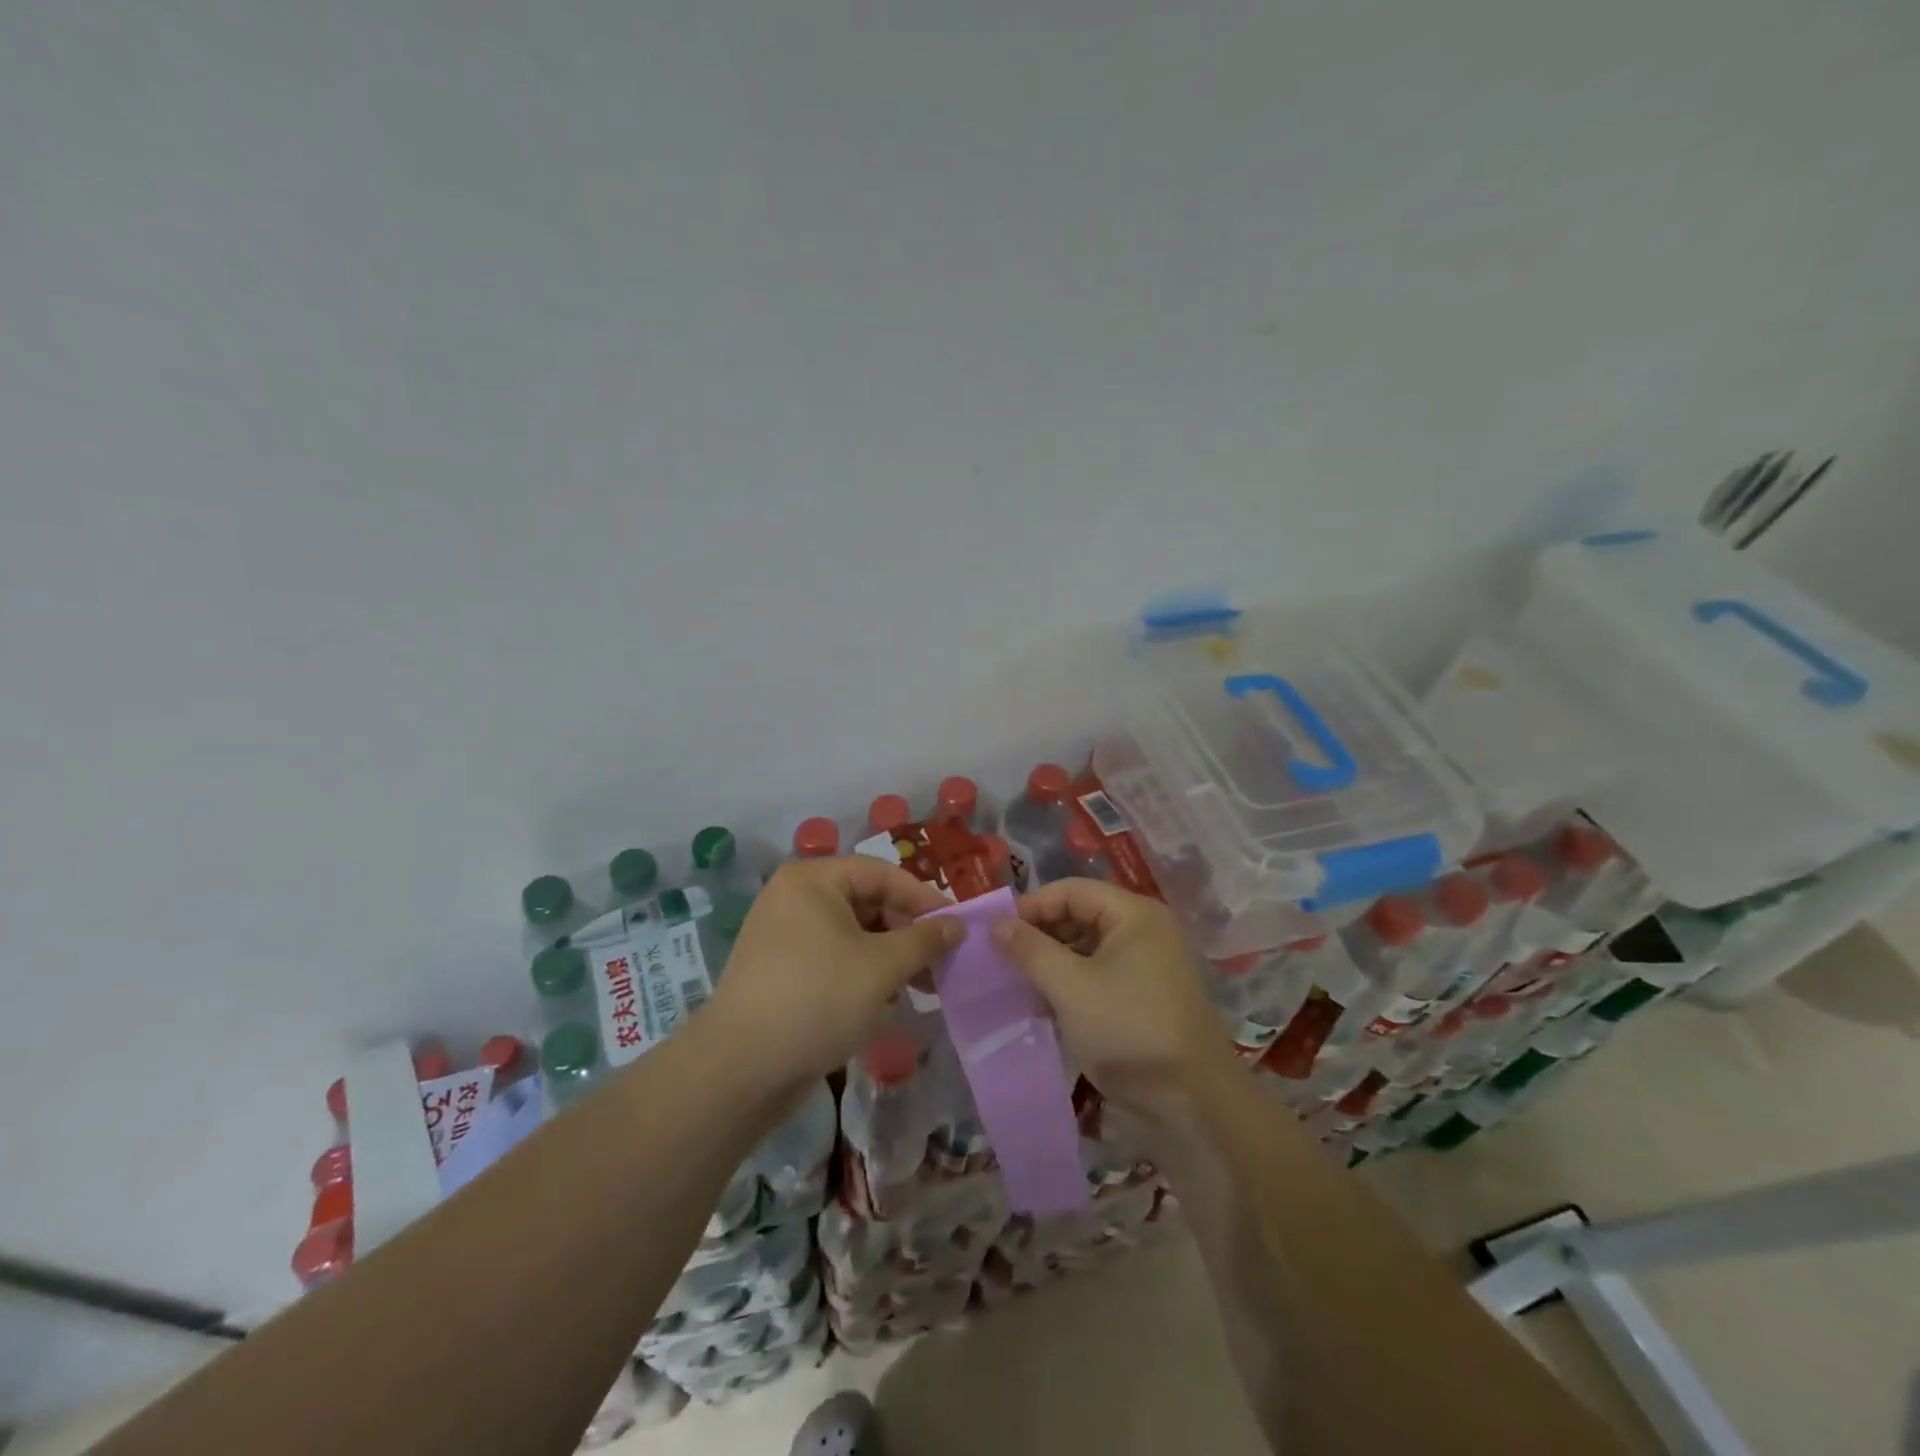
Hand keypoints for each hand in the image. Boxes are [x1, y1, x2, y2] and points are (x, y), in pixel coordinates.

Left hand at [705, 856, 960, 1096]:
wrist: (740, 1069)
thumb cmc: (818, 999)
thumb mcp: (882, 967)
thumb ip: (924, 940)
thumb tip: (957, 925)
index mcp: (813, 880)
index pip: (882, 873)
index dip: (924, 898)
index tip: (957, 927)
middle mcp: (795, 898)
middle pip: (867, 902)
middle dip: (907, 934)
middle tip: (941, 964)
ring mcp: (784, 936)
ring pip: (853, 935)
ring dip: (890, 958)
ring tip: (920, 988)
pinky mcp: (781, 971)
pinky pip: (833, 959)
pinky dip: (862, 974)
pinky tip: (884, 1003)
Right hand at [991, 878, 1233, 1111]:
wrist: (1192, 1103)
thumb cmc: (1128, 1029)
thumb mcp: (1070, 987)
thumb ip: (1030, 950)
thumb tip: (996, 924)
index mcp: (1134, 915)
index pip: (1071, 890)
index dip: (1031, 906)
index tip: (994, 932)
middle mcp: (1144, 931)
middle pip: (1081, 915)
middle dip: (1040, 935)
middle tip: (1002, 960)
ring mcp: (1148, 966)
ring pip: (1087, 948)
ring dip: (1052, 962)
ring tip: (1018, 984)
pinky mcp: (1145, 998)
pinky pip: (1099, 975)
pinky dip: (1071, 984)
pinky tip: (1044, 1005)